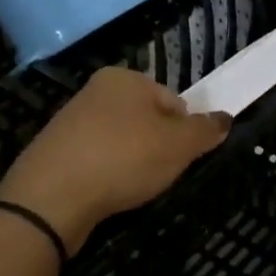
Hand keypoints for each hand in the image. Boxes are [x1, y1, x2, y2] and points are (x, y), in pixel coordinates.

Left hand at [0, 68, 230, 253]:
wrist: (50, 197)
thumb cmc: (123, 159)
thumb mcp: (178, 145)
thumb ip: (205, 130)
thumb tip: (224, 118)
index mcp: (125, 78)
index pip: (174, 101)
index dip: (184, 132)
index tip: (180, 158)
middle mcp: (96, 90)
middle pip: (147, 120)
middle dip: (158, 147)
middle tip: (158, 175)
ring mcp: (72, 120)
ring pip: (122, 142)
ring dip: (132, 162)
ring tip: (132, 187)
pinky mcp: (56, 152)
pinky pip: (96, 160)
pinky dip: (107, 174)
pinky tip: (107, 193)